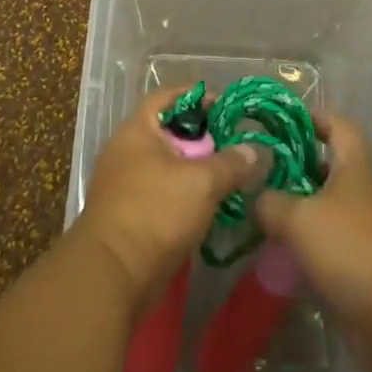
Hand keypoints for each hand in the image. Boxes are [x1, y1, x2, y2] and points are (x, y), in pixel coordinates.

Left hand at [75, 85, 262, 313]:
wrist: (113, 275)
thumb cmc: (155, 212)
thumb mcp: (202, 182)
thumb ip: (232, 163)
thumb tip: (258, 150)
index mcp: (138, 129)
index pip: (168, 96)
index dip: (198, 96)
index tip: (226, 107)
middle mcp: (127, 150)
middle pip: (169, 132)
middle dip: (202, 138)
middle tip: (234, 146)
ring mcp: (124, 183)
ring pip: (167, 165)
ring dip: (195, 170)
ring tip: (228, 177)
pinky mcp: (128, 214)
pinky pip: (161, 193)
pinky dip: (184, 195)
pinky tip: (209, 206)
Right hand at [254, 110, 371, 371]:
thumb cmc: (352, 248)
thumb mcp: (299, 219)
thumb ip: (271, 203)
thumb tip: (254, 198)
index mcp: (356, 168)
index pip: (339, 127)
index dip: (315, 117)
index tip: (287, 118)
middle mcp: (367, 195)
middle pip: (333, 171)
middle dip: (301, 170)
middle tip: (264, 174)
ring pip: (332, 213)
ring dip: (303, 214)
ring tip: (266, 217)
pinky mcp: (371, 273)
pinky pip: (336, 252)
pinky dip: (312, 253)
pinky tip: (285, 261)